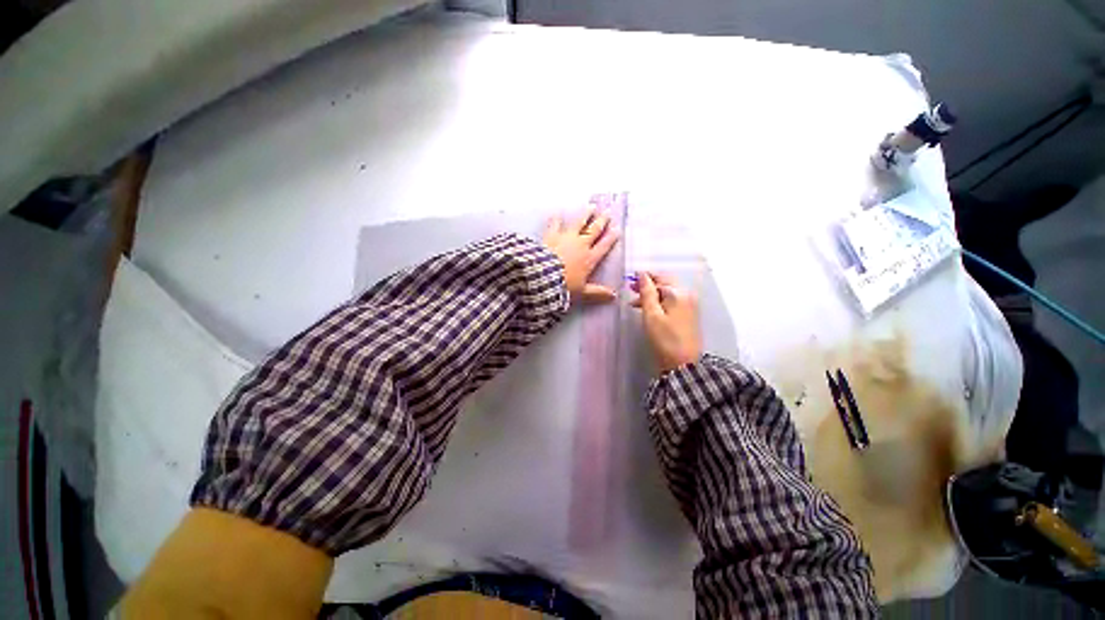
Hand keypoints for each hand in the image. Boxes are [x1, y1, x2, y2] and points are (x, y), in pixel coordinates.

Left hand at [543, 206, 619, 303]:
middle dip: (601, 221)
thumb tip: (614, 296)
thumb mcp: (583, 292)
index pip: (603, 246)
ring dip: (586, 215)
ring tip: (591, 206)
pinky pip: (555, 224)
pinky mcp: (552, 235)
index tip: (617, 229)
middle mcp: (581, 245)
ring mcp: (566, 238)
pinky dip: (556, 219)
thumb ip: (598, 293)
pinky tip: (557, 213)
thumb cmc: (564, 286)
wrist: (543, 277)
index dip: (611, 238)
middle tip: (607, 212)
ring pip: (579, 223)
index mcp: (589, 259)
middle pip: (594, 231)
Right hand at [631, 272, 702, 372]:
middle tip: (631, 289)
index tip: (630, 279)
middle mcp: (686, 295)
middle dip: (648, 284)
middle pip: (665, 283)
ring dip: (652, 294)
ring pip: (668, 292)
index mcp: (678, 293)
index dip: (644, 277)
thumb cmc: (665, 339)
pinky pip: (672, 301)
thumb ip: (647, 293)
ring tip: (635, 302)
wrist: (683, 364)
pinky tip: (649, 309)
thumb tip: (642, 275)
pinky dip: (659, 301)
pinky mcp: (688, 315)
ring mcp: (689, 305)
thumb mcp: (651, 315)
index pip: (659, 277)